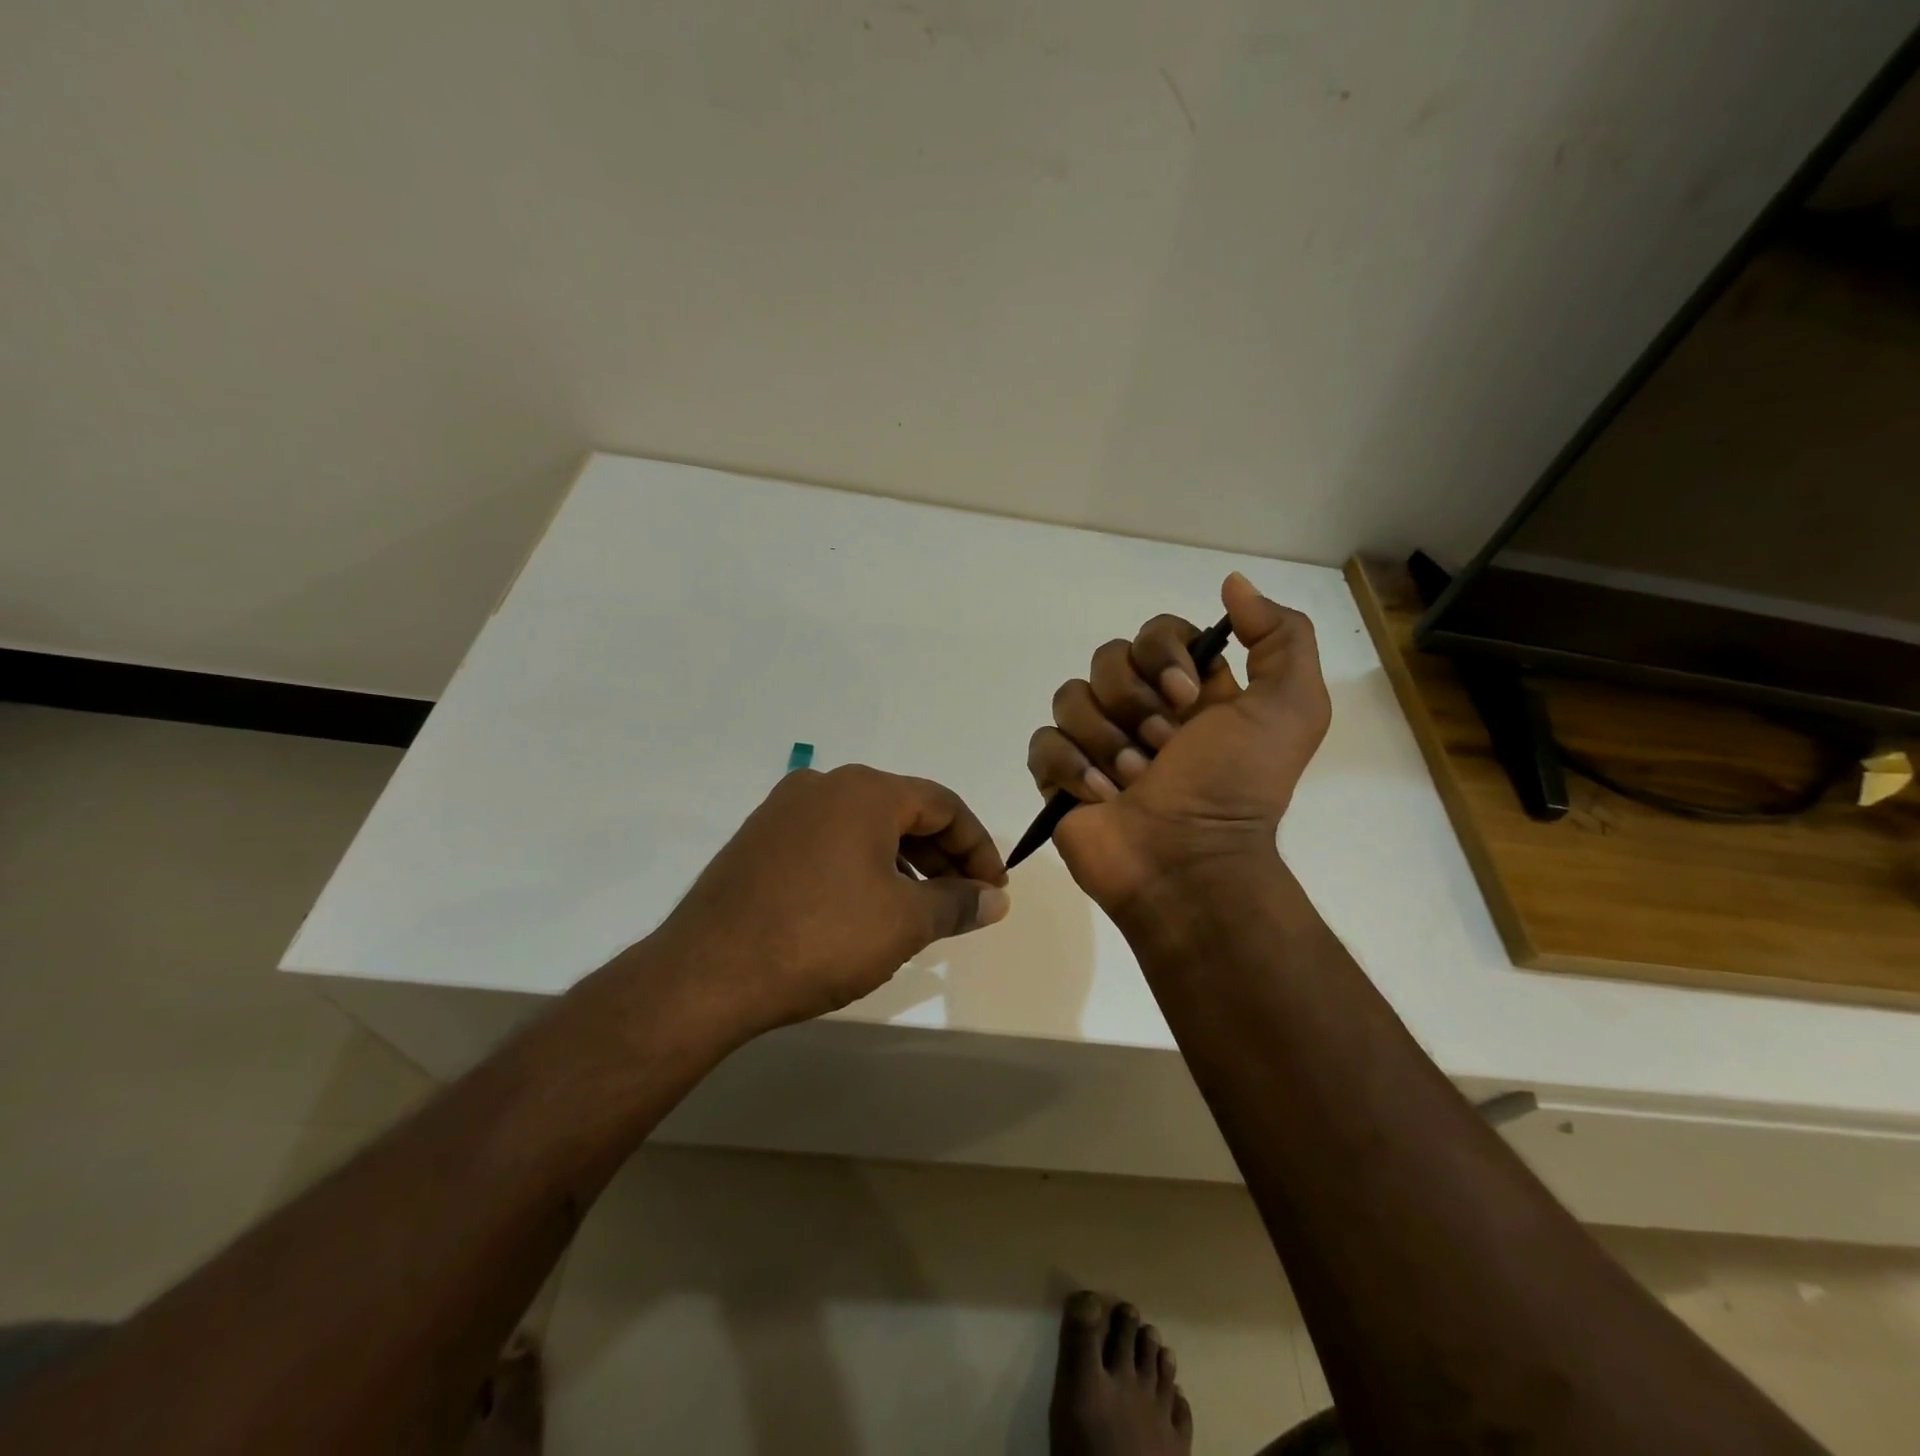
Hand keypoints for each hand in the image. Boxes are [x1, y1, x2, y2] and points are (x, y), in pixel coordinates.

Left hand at [652, 765, 1009, 1036]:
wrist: (708, 973)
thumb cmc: (821, 936)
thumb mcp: (904, 922)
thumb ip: (958, 903)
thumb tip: (995, 899)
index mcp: (864, 790)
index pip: (943, 805)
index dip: (978, 847)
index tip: (993, 889)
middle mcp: (823, 785)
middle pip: (903, 811)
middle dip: (942, 856)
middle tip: (963, 901)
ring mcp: (783, 810)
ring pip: (863, 827)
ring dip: (902, 862)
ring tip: (918, 909)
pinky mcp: (757, 840)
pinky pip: (827, 842)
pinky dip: (860, 866)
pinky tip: (864, 907)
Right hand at [1026, 572, 1330, 909]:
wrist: (1192, 866)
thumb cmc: (1238, 788)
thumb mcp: (1291, 709)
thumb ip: (1281, 637)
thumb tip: (1232, 584)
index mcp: (1189, 689)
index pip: (1157, 631)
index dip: (1164, 652)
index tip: (1187, 695)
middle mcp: (1141, 708)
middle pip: (1107, 659)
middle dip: (1134, 703)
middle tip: (1163, 748)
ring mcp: (1096, 742)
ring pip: (1070, 698)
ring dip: (1105, 740)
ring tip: (1134, 781)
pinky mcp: (1061, 777)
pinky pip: (1043, 743)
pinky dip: (1070, 766)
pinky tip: (1100, 796)